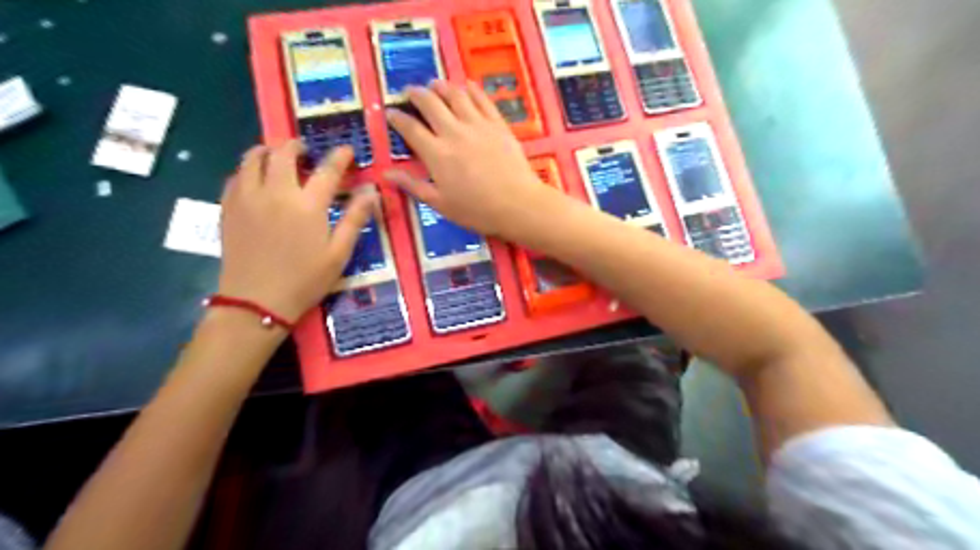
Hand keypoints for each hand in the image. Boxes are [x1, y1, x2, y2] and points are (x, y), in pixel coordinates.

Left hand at [218, 142, 375, 321]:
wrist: (257, 302)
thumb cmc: (305, 280)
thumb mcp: (339, 253)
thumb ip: (354, 219)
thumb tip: (372, 192)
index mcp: (307, 205)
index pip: (327, 170)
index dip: (339, 156)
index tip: (347, 150)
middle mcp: (275, 192)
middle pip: (283, 153)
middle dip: (297, 145)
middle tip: (306, 151)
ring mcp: (247, 197)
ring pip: (252, 158)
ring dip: (268, 151)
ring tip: (278, 157)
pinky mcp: (228, 207)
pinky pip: (236, 175)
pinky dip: (249, 168)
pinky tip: (257, 179)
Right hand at [382, 80, 554, 238]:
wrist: (517, 204)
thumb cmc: (477, 210)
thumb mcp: (440, 203)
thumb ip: (413, 185)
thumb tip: (386, 174)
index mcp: (436, 154)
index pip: (410, 128)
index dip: (397, 118)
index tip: (390, 112)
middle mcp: (453, 132)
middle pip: (430, 104)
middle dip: (416, 94)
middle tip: (409, 91)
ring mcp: (477, 125)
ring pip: (455, 95)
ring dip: (441, 86)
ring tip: (434, 84)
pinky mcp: (497, 124)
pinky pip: (482, 99)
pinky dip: (471, 89)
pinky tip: (466, 85)